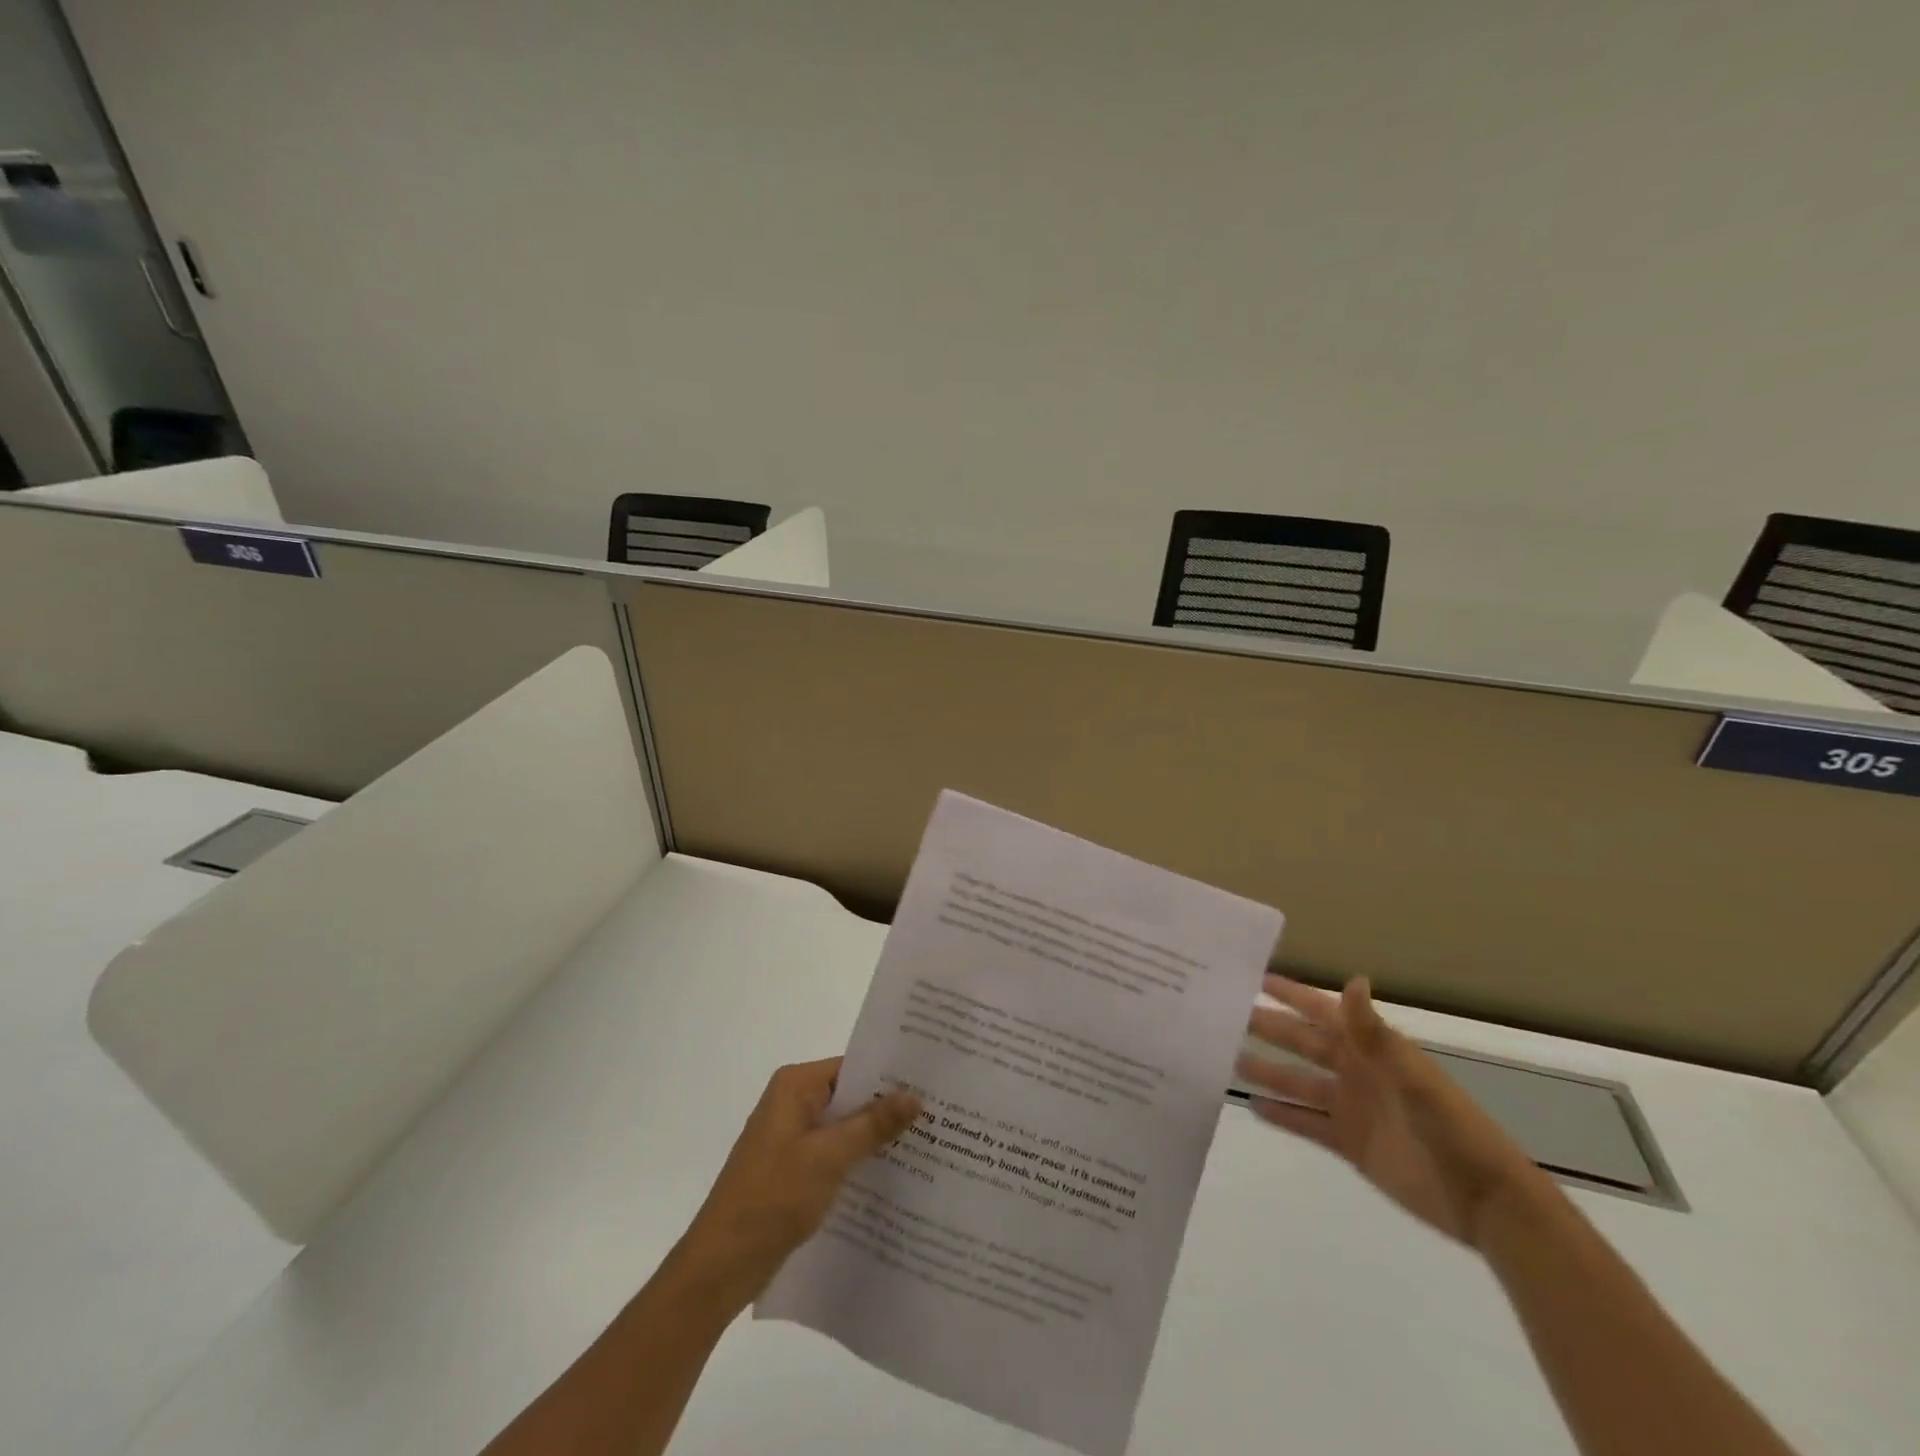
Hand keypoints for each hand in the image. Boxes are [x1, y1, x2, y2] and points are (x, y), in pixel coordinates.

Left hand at [670, 1058, 920, 1310]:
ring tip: (927, 1143)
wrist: (721, 1266)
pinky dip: (859, 1160)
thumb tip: (914, 1095)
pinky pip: (834, 1153)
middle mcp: (792, 1102)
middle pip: (850, 1096)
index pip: (853, 1066)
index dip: (891, 1075)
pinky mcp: (793, 1168)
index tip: (932, 1083)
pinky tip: (894, 1176)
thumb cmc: (773, 1198)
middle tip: (940, 1114)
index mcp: (795, 1086)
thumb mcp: (829, 1157)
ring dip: (876, 1137)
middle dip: (888, 1107)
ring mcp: (790, 1137)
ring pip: (844, 1127)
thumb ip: (873, 1123)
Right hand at [1238, 976, 1544, 1247]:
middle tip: (1224, 1014)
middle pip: (1302, 1044)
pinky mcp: (1349, 1143)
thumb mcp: (1412, 1078)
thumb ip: (1376, 1033)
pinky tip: (1253, 1105)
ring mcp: (1351, 1108)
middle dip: (1268, 1027)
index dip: (1292, 995)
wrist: (1485, 1201)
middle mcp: (1355, 1072)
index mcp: (1371, 1050)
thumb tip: (1353, 979)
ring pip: (1297, 1082)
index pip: (1322, 1012)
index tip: (1256, 978)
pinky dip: (1281, 1114)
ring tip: (1226, 1058)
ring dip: (1266, 1070)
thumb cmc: (1451, 1129)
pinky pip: (1306, 1122)